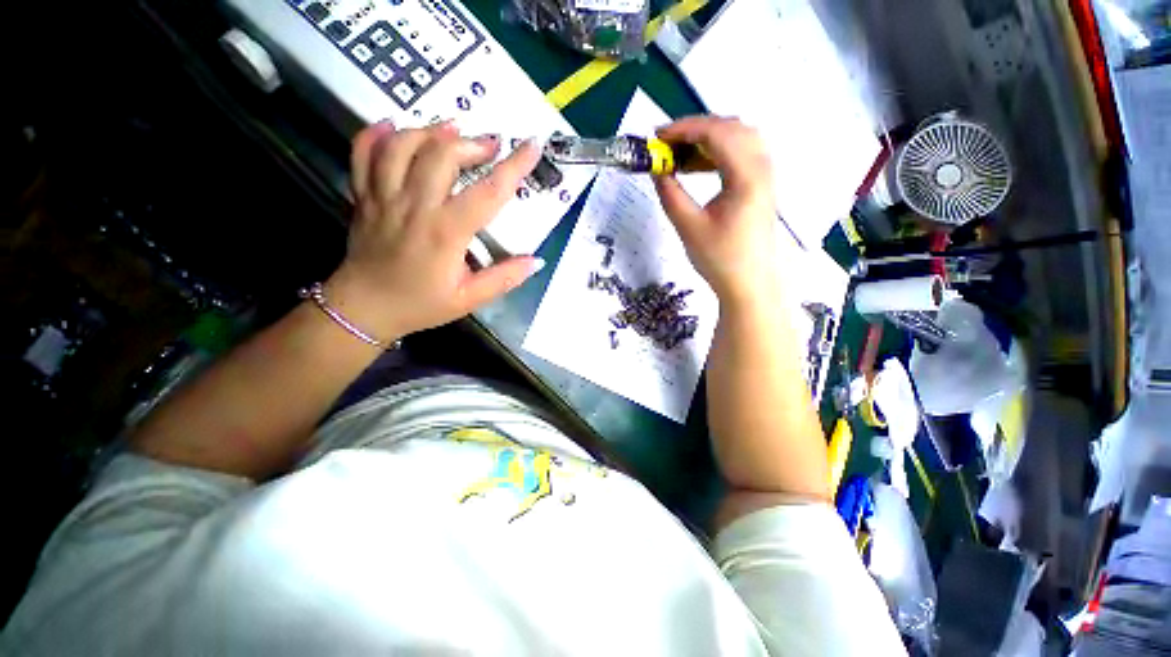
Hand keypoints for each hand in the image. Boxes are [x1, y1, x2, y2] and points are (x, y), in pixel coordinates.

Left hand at [324, 121, 543, 341]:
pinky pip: (363, 153)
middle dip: (473, 143)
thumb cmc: (422, 304)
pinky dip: (377, 133)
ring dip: (431, 131)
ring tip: (452, 130)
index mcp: (446, 232)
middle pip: (443, 155)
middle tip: (491, 145)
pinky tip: (396, 127)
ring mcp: (384, 197)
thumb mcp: (470, 299)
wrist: (365, 309)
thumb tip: (536, 261)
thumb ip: (504, 279)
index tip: (532, 146)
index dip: (514, 166)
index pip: (488, 192)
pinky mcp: (363, 196)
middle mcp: (415, 206)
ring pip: (403, 145)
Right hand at [653, 117, 780, 308]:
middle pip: (731, 127)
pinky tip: (700, 165)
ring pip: (739, 137)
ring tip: (681, 153)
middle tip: (666, 144)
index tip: (656, 138)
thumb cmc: (720, 259)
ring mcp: (765, 175)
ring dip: (708, 138)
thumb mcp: (688, 227)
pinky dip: (719, 151)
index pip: (716, 133)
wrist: (749, 284)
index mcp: (746, 176)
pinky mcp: (761, 185)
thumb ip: (670, 194)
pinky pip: (742, 153)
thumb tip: (657, 169)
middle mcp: (762, 167)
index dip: (684, 129)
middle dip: (695, 129)